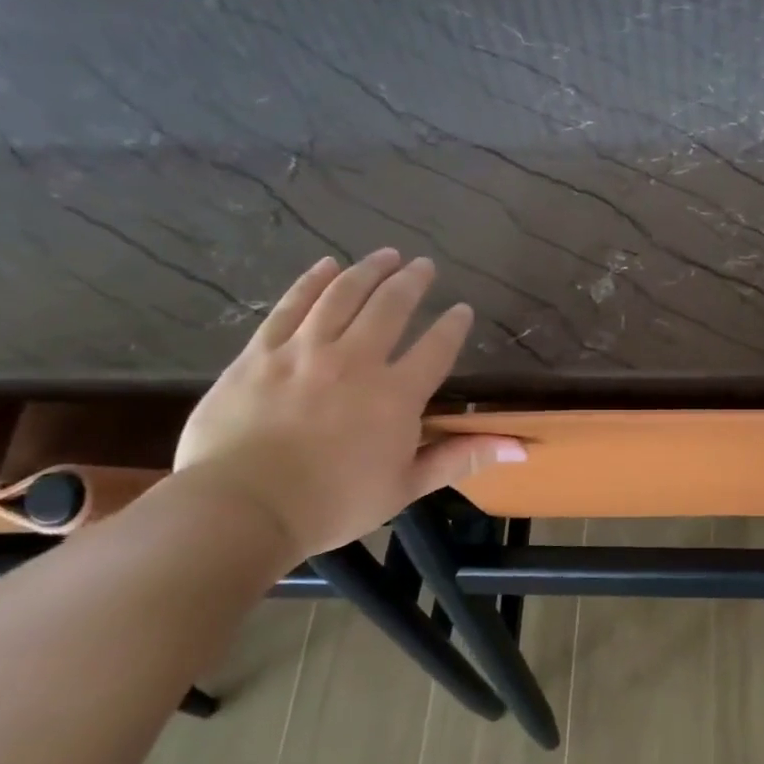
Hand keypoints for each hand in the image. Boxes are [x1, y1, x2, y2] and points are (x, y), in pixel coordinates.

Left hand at [174, 251, 524, 561]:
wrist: (242, 508)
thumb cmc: (333, 504)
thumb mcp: (406, 486)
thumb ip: (461, 458)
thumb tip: (521, 448)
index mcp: (396, 395)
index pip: (436, 347)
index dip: (453, 325)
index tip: (462, 309)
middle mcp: (355, 360)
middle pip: (390, 307)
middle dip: (412, 282)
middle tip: (424, 266)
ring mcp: (305, 351)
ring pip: (342, 295)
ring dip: (368, 270)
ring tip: (386, 255)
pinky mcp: (262, 352)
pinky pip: (291, 305)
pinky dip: (312, 281)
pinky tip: (326, 265)